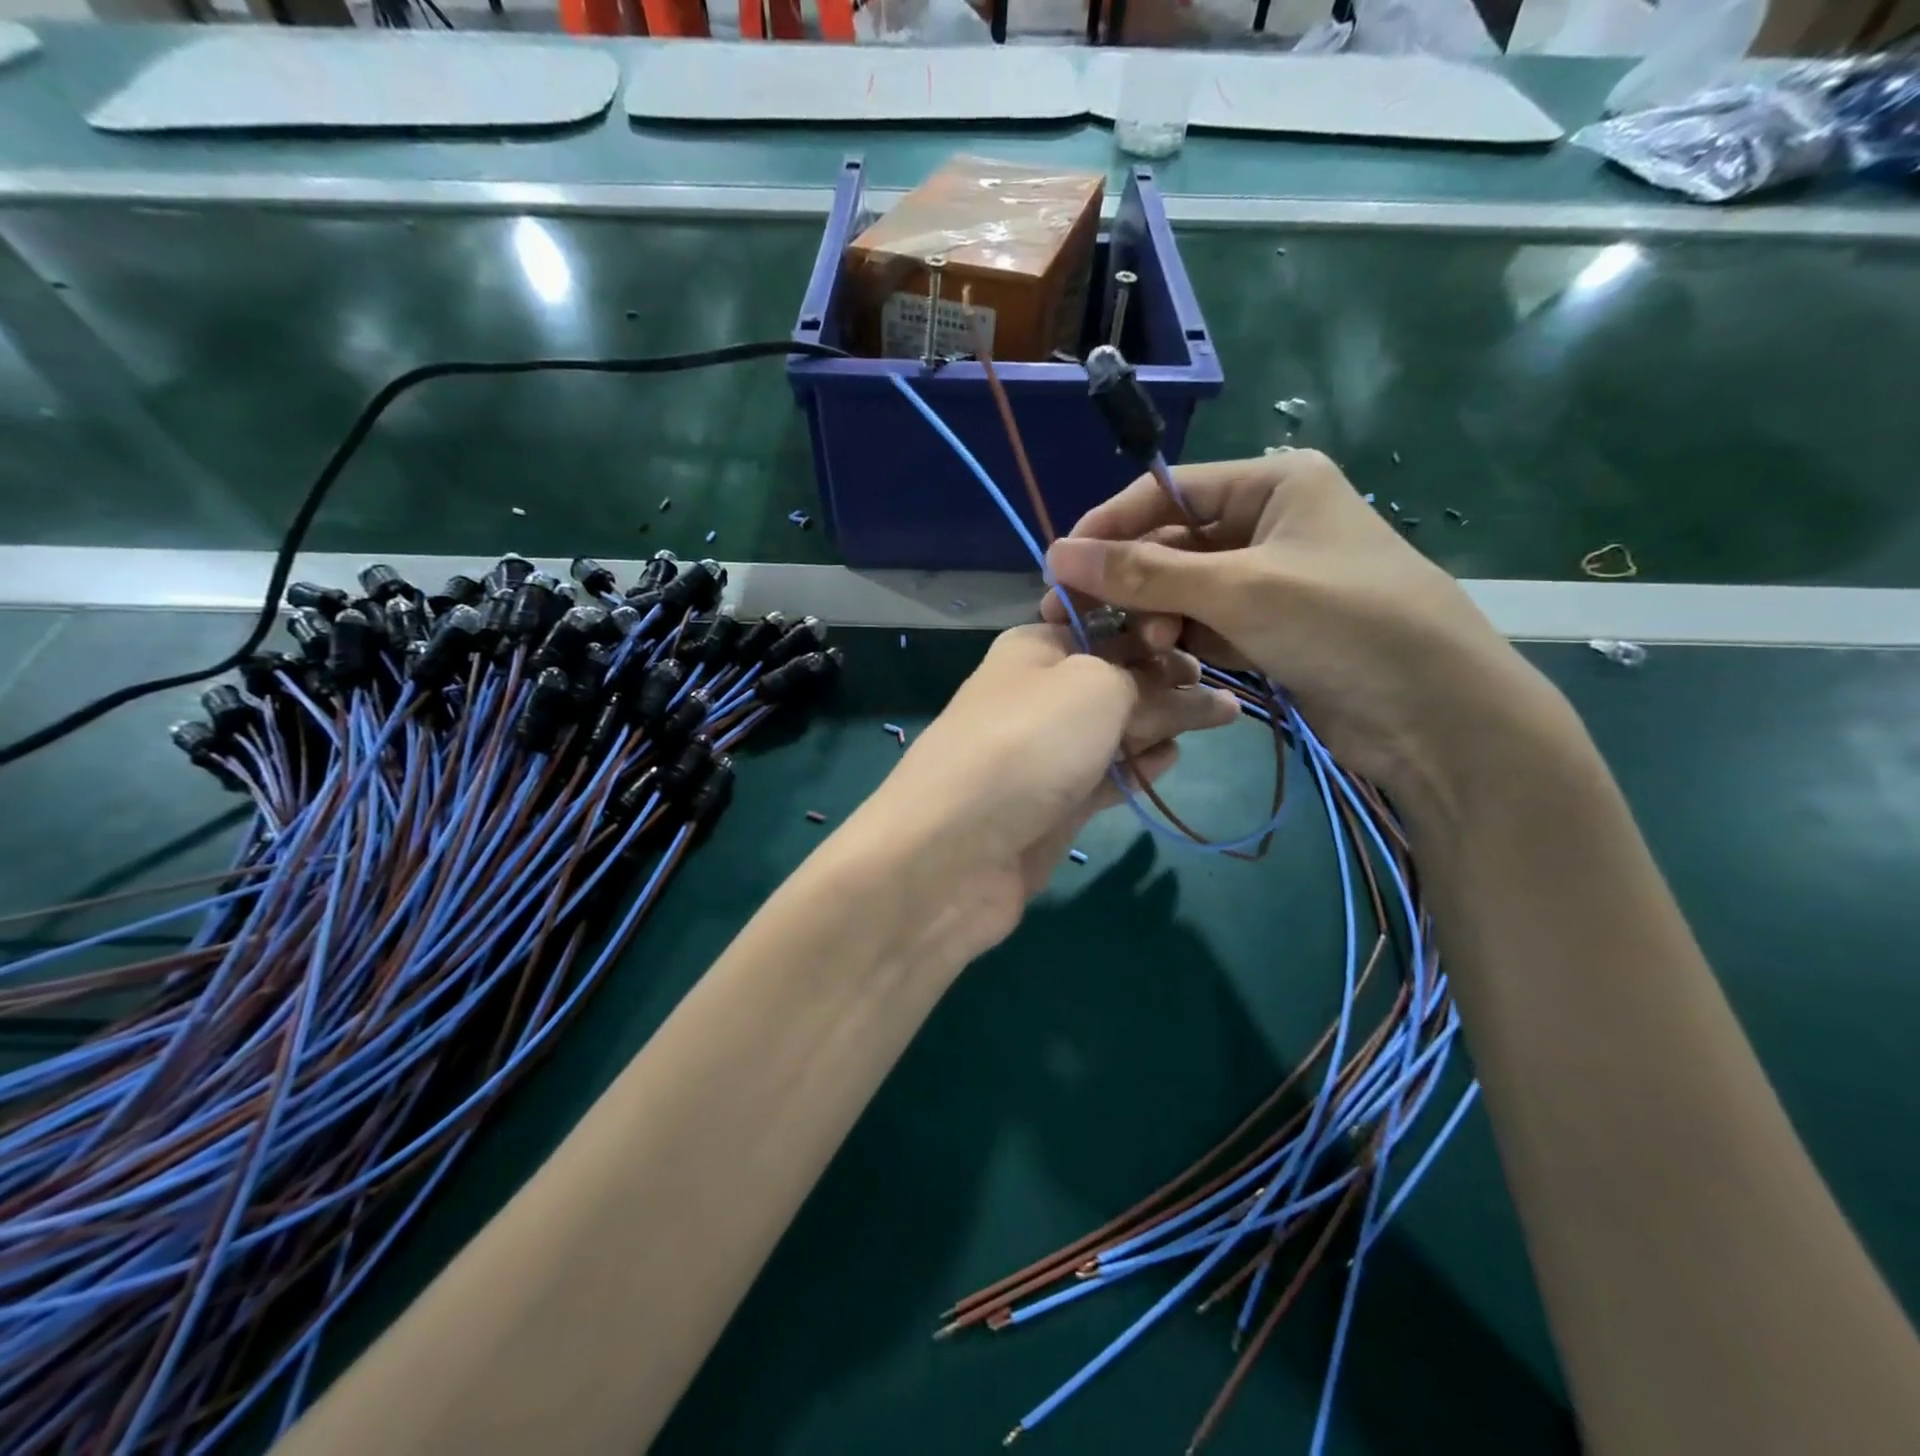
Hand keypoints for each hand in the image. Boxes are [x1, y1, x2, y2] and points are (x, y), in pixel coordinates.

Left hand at [847, 624, 1238, 958]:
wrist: (953, 851)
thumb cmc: (1027, 744)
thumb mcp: (1096, 687)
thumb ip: (1147, 681)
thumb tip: (1188, 688)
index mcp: (1035, 647)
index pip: (1106, 626)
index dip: (1154, 631)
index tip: (1205, 643)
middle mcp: (1037, 695)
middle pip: (1114, 679)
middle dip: (1167, 680)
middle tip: (1224, 692)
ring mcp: (1043, 754)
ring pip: (1113, 730)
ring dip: (1160, 723)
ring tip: (1218, 719)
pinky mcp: (1051, 806)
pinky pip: (1104, 776)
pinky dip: (1136, 766)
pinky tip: (1170, 759)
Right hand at [1041, 450, 1564, 815]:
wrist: (1436, 714)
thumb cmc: (1342, 623)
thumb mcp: (1237, 589)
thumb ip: (1145, 573)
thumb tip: (1057, 554)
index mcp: (1274, 483)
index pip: (1168, 492)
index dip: (1111, 526)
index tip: (1059, 564)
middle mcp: (1270, 524)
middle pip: (1174, 544)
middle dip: (1133, 582)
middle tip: (1084, 620)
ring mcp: (1272, 581)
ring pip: (1185, 591)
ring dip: (1157, 617)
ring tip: (1144, 647)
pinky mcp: (1272, 630)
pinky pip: (1207, 625)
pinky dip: (1183, 642)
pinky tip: (1166, 662)